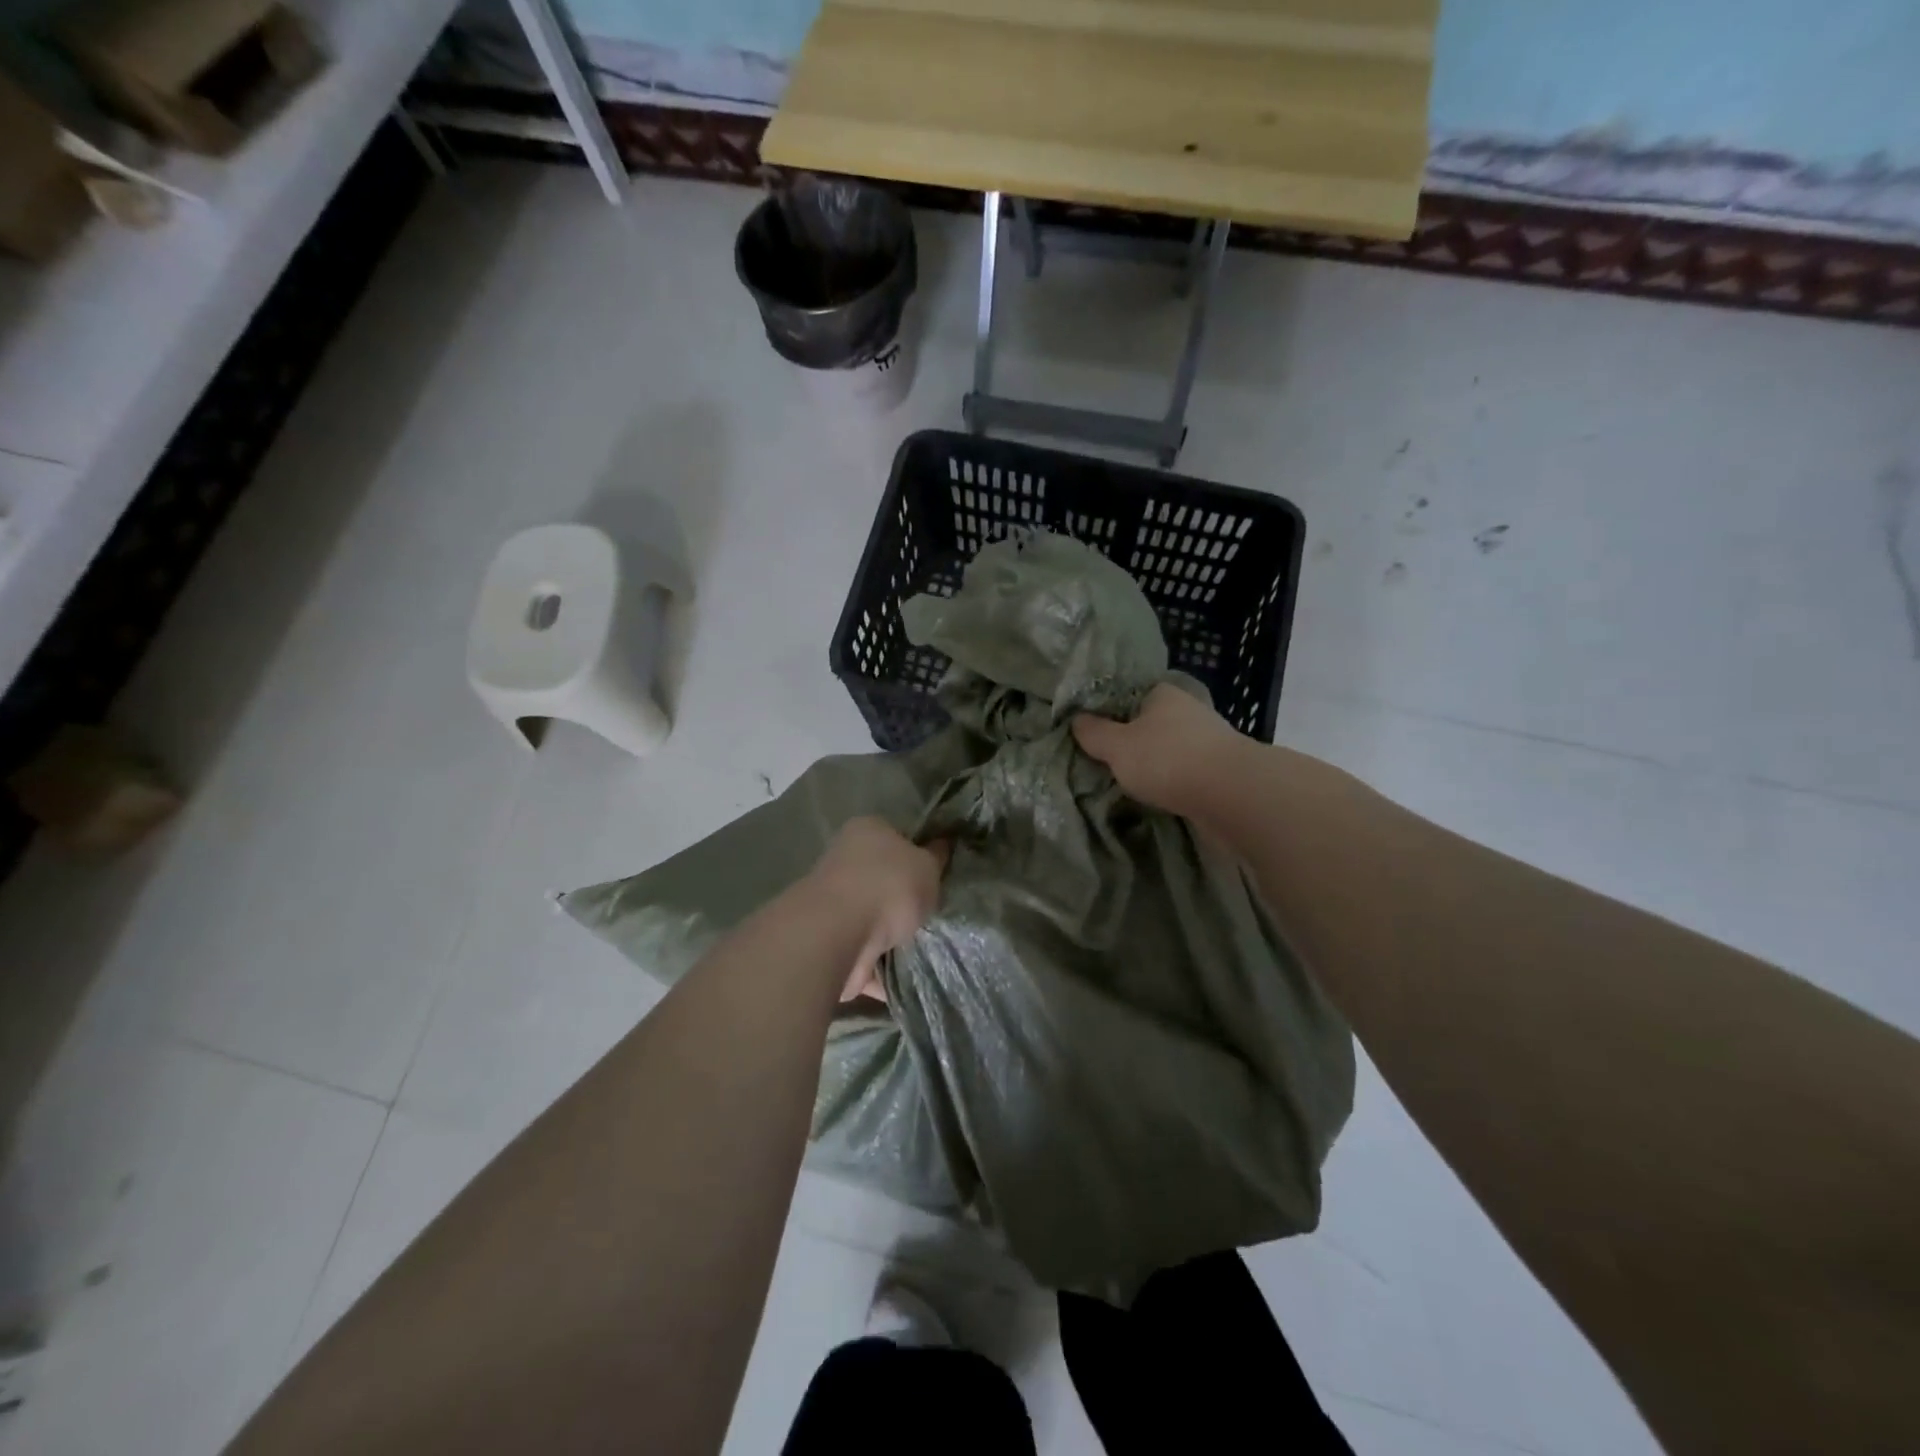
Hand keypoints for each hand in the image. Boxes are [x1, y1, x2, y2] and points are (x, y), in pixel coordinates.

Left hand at [806, 817, 949, 1002]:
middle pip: (883, 880)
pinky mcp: (829, 942)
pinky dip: (881, 968)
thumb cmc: (889, 886)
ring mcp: (834, 904)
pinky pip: (864, 955)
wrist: (839, 934)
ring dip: (893, 936)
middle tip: (934, 913)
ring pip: (873, 920)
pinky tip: (906, 977)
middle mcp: (844, 861)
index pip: (897, 836)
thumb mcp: (927, 865)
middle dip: (906, 901)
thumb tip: (941, 846)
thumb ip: (936, 857)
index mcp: (866, 831)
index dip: (919, 854)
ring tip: (926, 948)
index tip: (938, 876)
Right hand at [1072, 682, 1243, 813]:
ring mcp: (1207, 739)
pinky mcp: (1220, 769)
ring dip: (1153, 764)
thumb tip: (1076, 719)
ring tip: (1127, 783)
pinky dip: (1170, 781)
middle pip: (1148, 723)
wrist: (1233, 795)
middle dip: (1131, 741)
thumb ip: (1094, 733)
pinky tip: (1156, 795)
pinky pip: (1184, 772)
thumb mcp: (1117, 746)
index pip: (1127, 695)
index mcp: (1162, 693)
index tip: (1090, 735)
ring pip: (1168, 749)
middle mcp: (1187, 710)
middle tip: (1104, 763)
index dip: (1107, 713)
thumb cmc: (1168, 760)